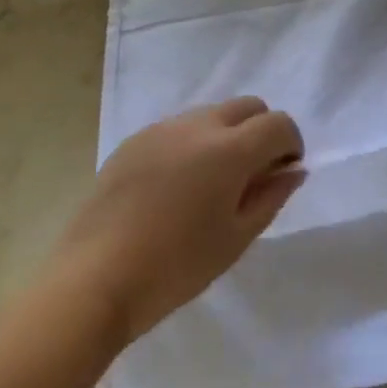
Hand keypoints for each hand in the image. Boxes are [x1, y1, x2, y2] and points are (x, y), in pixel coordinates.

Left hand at [48, 96, 304, 344]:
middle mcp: (198, 125)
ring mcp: (162, 129)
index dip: (291, 144)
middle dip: (261, 131)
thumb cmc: (175, 267)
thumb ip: (271, 197)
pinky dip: (192, 144)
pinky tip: (176, 187)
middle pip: (248, 106)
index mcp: (230, 150)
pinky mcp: (134, 141)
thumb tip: (293, 170)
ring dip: (226, 135)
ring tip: (211, 182)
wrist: (93, 281)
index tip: (284, 173)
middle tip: (253, 174)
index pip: (278, 124)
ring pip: (211, 114)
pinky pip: (178, 128)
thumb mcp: (236, 239)